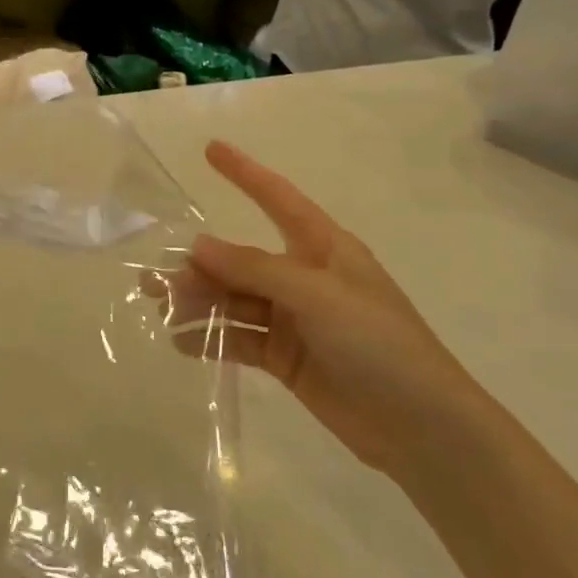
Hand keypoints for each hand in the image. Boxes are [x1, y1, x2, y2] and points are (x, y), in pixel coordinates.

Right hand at [155, 141, 487, 474]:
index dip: (245, 173)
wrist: (422, 428)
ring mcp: (294, 319)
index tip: (211, 149)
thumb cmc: (379, 344)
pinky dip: (212, 340)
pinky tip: (182, 344)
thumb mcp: (318, 295)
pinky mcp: (286, 358)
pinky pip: (240, 339)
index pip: (277, 198)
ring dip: (200, 303)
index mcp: (323, 248)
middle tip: (154, 278)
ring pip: (235, 300)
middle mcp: (304, 277)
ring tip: (162, 311)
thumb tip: (198, 245)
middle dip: (200, 266)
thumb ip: (255, 269)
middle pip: (242, 260)